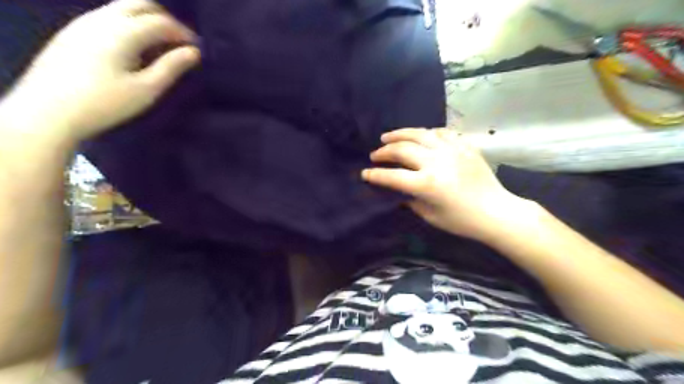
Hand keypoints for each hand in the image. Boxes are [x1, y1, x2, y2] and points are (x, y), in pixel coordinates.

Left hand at [7, 0, 200, 140]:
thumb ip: (171, 67)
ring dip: (146, 19)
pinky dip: (129, 23)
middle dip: (165, 19)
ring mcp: (84, 22)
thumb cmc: (106, 103)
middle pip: (141, 4)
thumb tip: (194, 52)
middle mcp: (103, 19)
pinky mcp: (73, 31)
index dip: (183, 33)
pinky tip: (134, 46)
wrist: (49, 110)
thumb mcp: (146, 89)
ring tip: (160, 44)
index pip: (161, 21)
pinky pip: (108, 16)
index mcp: (123, 33)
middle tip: (179, 41)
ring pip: (122, 7)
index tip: (196, 49)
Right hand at [360, 129, 529, 241]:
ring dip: (400, 134)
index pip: (392, 176)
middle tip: (375, 154)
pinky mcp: (464, 146)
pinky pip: (441, 132)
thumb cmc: (462, 221)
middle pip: (402, 150)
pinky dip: (427, 133)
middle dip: (384, 151)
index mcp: (426, 184)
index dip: (375, 175)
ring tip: (388, 137)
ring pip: (419, 134)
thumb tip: (398, 190)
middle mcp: (436, 162)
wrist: (496, 212)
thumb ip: (410, 200)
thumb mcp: (430, 216)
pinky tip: (420, 136)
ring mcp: (451, 150)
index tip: (364, 173)